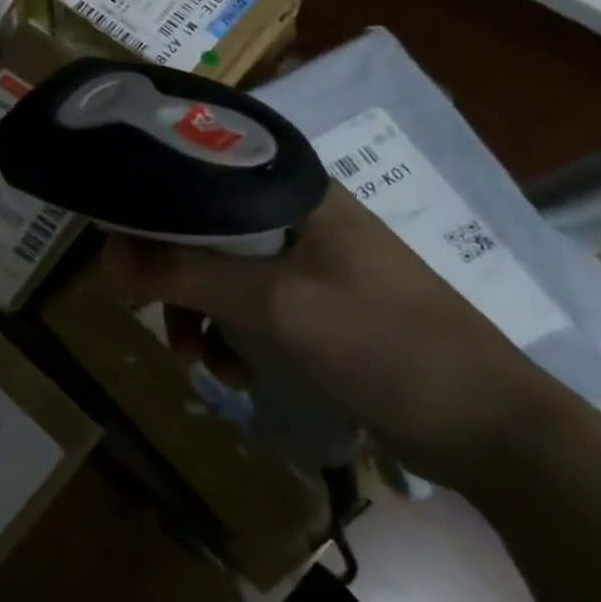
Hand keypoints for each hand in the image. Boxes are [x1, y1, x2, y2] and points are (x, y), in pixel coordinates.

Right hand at [101, 185, 577, 489]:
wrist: (494, 432)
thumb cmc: (384, 345)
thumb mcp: (272, 306)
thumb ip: (183, 274)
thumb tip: (106, 257)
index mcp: (292, 190)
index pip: (197, 169)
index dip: (150, 200)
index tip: (118, 241)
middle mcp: (294, 214)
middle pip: (200, 225)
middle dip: (170, 274)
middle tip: (146, 310)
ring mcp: (306, 260)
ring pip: (219, 270)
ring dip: (196, 313)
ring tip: (196, 359)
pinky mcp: (313, 303)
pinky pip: (246, 305)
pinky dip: (229, 335)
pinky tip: (233, 372)